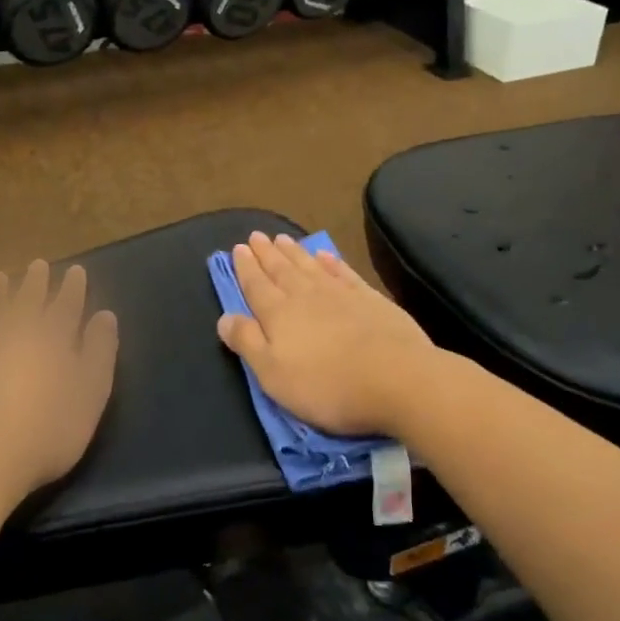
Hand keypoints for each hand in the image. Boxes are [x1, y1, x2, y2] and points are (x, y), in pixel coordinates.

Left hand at [0, 260, 117, 508]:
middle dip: (34, 282)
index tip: (75, 270)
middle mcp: (13, 332)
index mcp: (51, 338)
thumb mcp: (90, 395)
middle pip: (26, 300)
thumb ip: (99, 352)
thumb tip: (105, 316)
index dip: (71, 288)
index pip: (65, 305)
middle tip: (37, 265)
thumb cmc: (46, 432)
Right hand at [216, 233, 439, 436]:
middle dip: (266, 254)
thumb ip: (247, 342)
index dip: (245, 268)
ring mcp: (340, 293)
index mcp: (278, 314)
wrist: (396, 378)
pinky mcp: (370, 299)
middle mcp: (306, 295)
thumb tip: (223, 317)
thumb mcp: (273, 374)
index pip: (256, 285)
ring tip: (282, 238)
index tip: (238, 248)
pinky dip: (330, 262)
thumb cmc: (326, 385)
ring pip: (309, 266)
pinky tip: (324, 255)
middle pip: (281, 270)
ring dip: (294, 252)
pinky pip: (343, 272)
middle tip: (256, 236)